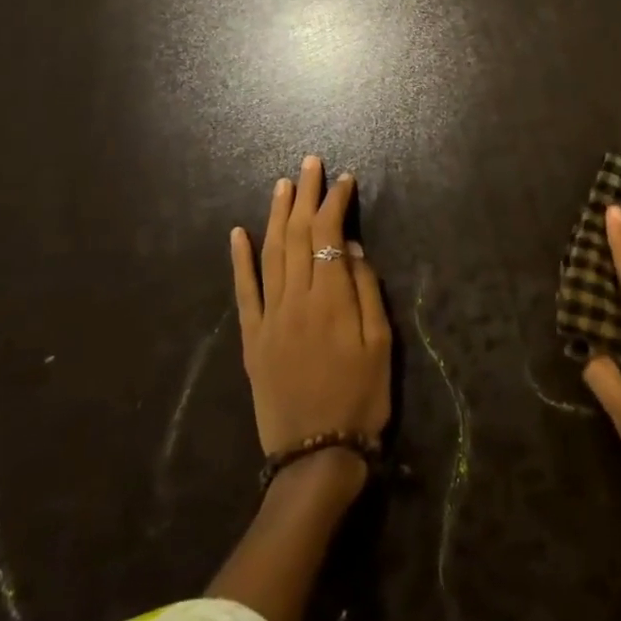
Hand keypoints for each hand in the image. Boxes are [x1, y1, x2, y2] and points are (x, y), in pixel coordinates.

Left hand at [231, 157, 391, 469]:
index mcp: (331, 299)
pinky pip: (243, 291)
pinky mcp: (252, 338)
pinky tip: (238, 233)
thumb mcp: (382, 345)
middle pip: (296, 234)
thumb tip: (351, 248)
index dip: (334, 202)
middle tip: (310, 163)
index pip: (327, 234)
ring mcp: (269, 317)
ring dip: (276, 215)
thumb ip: (367, 291)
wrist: (316, 457)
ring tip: (283, 184)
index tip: (344, 179)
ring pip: (270, 254)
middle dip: (305, 195)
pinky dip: (239, 260)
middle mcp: (296, 299)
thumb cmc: (361, 399)